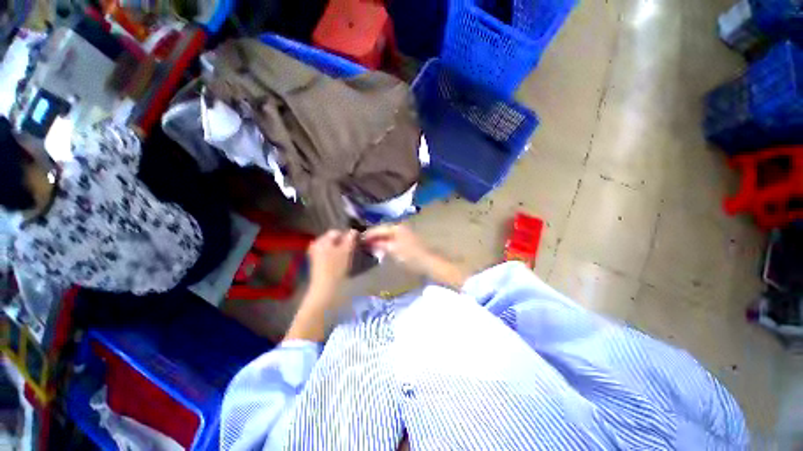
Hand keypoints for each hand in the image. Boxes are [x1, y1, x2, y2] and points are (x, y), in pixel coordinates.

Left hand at [307, 229, 357, 298]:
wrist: (325, 288)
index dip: (347, 236)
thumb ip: (350, 238)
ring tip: (347, 257)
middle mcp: (316, 244)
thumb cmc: (336, 268)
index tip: (355, 243)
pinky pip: (328, 254)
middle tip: (352, 250)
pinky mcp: (317, 263)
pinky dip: (335, 256)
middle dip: (343, 243)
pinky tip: (340, 263)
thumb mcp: (346, 250)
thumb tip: (354, 230)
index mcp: (321, 240)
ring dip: (340, 250)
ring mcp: (315, 254)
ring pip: (331, 247)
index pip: (337, 232)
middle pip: (333, 239)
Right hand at [363, 224, 433, 274]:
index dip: (368, 234)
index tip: (358, 239)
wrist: (429, 262)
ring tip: (369, 245)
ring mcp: (405, 233)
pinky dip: (386, 242)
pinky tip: (381, 248)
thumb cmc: (411, 255)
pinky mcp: (407, 239)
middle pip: (383, 230)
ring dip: (379, 239)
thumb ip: (381, 245)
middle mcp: (400, 227)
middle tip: (362, 243)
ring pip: (388, 234)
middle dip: (373, 236)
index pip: (379, 228)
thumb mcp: (394, 250)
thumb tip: (369, 243)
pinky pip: (392, 238)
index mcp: (397, 227)